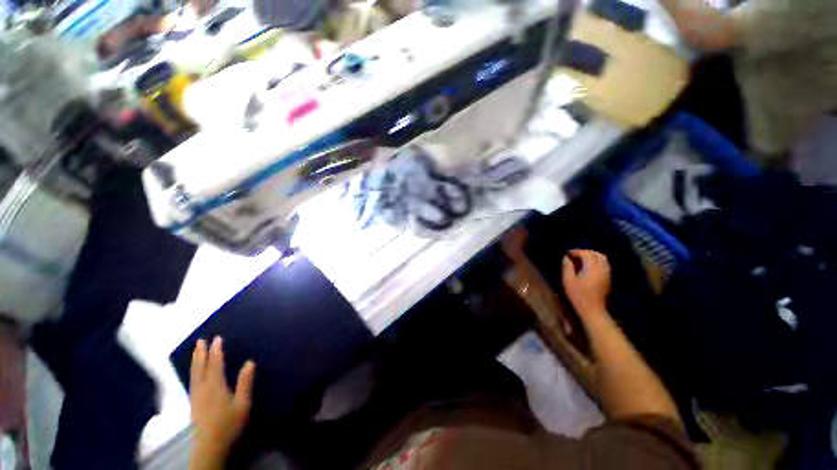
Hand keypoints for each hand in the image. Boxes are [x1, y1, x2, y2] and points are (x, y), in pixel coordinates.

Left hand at [190, 337, 254, 459]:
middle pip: (200, 367)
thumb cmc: (229, 423)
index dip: (216, 351)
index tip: (217, 338)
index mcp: (215, 386)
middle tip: (200, 340)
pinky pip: (192, 381)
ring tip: (196, 351)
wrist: (210, 446)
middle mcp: (202, 388)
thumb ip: (245, 382)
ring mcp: (196, 396)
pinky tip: (194, 372)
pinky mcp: (193, 404)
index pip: (215, 364)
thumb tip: (249, 362)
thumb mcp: (243, 403)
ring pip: (193, 374)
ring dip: (195, 361)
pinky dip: (193, 372)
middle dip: (200, 353)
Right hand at [563, 250, 610, 318]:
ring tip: (581, 259)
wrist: (592, 310)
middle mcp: (601, 270)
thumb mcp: (567, 281)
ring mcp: (606, 275)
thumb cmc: (577, 296)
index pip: (586, 254)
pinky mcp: (607, 280)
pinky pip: (605, 265)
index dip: (576, 252)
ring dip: (592, 256)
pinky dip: (597, 262)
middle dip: (586, 252)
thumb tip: (566, 258)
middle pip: (597, 255)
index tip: (567, 253)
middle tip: (575, 255)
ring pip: (603, 259)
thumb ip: (567, 267)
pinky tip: (588, 267)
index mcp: (592, 269)